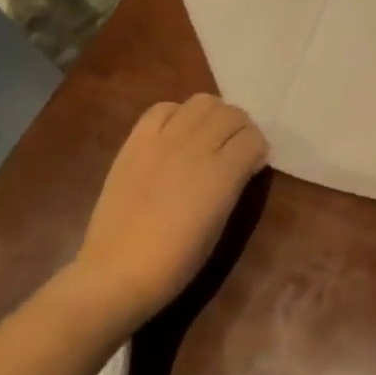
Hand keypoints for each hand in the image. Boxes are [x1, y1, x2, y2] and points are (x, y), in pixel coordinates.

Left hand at [67, 94, 267, 326]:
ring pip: (202, 102)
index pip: (253, 138)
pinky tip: (176, 134)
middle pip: (232, 113)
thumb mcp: (220, 223)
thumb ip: (233, 184)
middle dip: (240, 128)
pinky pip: (162, 109)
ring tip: (207, 136)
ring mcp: (163, 141)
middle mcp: (195, 148)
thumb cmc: (177, 261)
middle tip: (234, 148)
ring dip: (213, 115)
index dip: (258, 150)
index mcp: (222, 174)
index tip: (253, 165)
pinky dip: (177, 115)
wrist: (117, 272)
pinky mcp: (135, 141)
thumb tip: (242, 164)